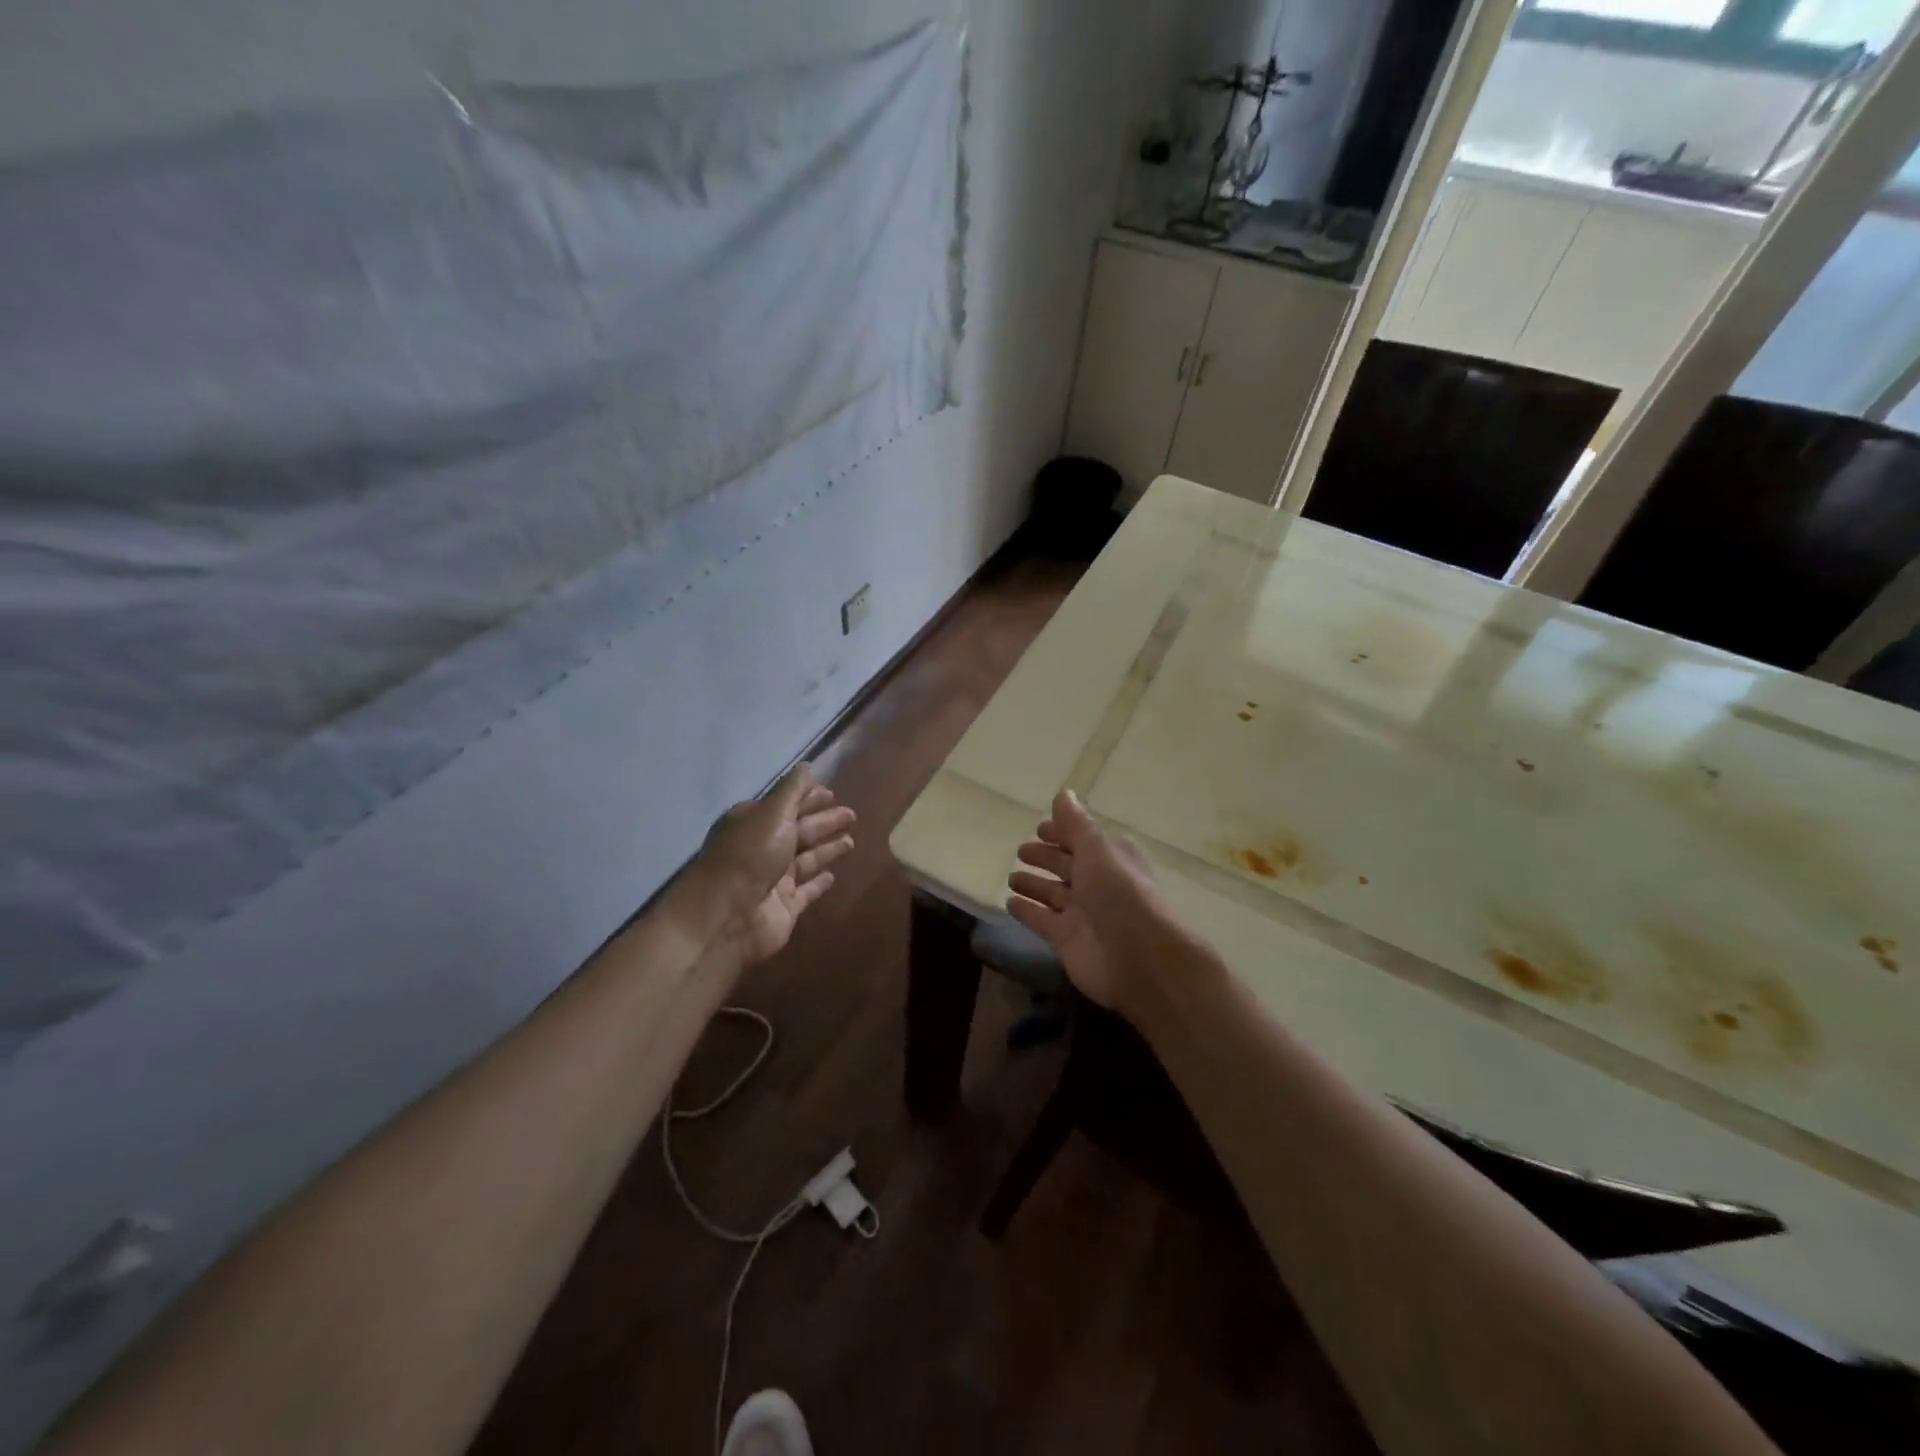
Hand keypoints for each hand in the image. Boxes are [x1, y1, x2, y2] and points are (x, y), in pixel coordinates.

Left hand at [696, 765, 855, 965]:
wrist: (727, 916)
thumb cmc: (750, 855)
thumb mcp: (773, 813)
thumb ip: (793, 791)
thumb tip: (807, 766)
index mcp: (753, 823)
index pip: (786, 805)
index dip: (808, 798)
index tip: (832, 793)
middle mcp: (762, 848)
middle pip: (799, 831)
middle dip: (824, 821)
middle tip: (852, 815)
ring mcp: (774, 879)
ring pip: (806, 859)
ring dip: (827, 849)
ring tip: (851, 841)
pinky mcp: (785, 906)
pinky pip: (806, 891)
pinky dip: (819, 882)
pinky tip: (833, 875)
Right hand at [1005, 789, 1182, 1013]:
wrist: (1138, 957)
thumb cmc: (1119, 893)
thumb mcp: (1097, 849)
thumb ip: (1076, 823)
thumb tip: (1064, 794)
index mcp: (1110, 858)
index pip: (1082, 839)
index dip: (1062, 832)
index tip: (1039, 828)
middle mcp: (1098, 883)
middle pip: (1066, 865)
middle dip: (1045, 857)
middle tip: (1021, 851)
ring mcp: (1082, 913)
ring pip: (1052, 893)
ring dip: (1033, 884)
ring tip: (1011, 877)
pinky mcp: (1067, 939)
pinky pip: (1041, 920)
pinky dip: (1027, 911)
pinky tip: (1009, 902)